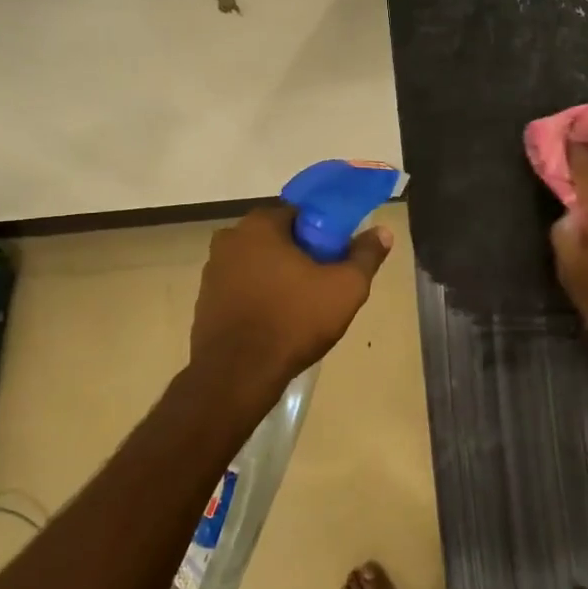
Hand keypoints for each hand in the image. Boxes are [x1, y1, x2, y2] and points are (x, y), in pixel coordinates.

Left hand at [190, 203, 391, 400]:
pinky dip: (259, 297)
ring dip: (278, 277)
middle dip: (300, 255)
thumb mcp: (345, 288)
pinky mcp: (204, 300)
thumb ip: (365, 256)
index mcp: (260, 225)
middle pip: (277, 238)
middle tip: (324, 282)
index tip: (337, 256)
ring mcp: (212, 270)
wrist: (238, 374)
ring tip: (302, 306)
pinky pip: (242, 288)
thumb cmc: (294, 321)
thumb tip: (382, 232)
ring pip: (258, 264)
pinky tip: (276, 321)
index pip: (300, 213)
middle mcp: (230, 238)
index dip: (324, 232)